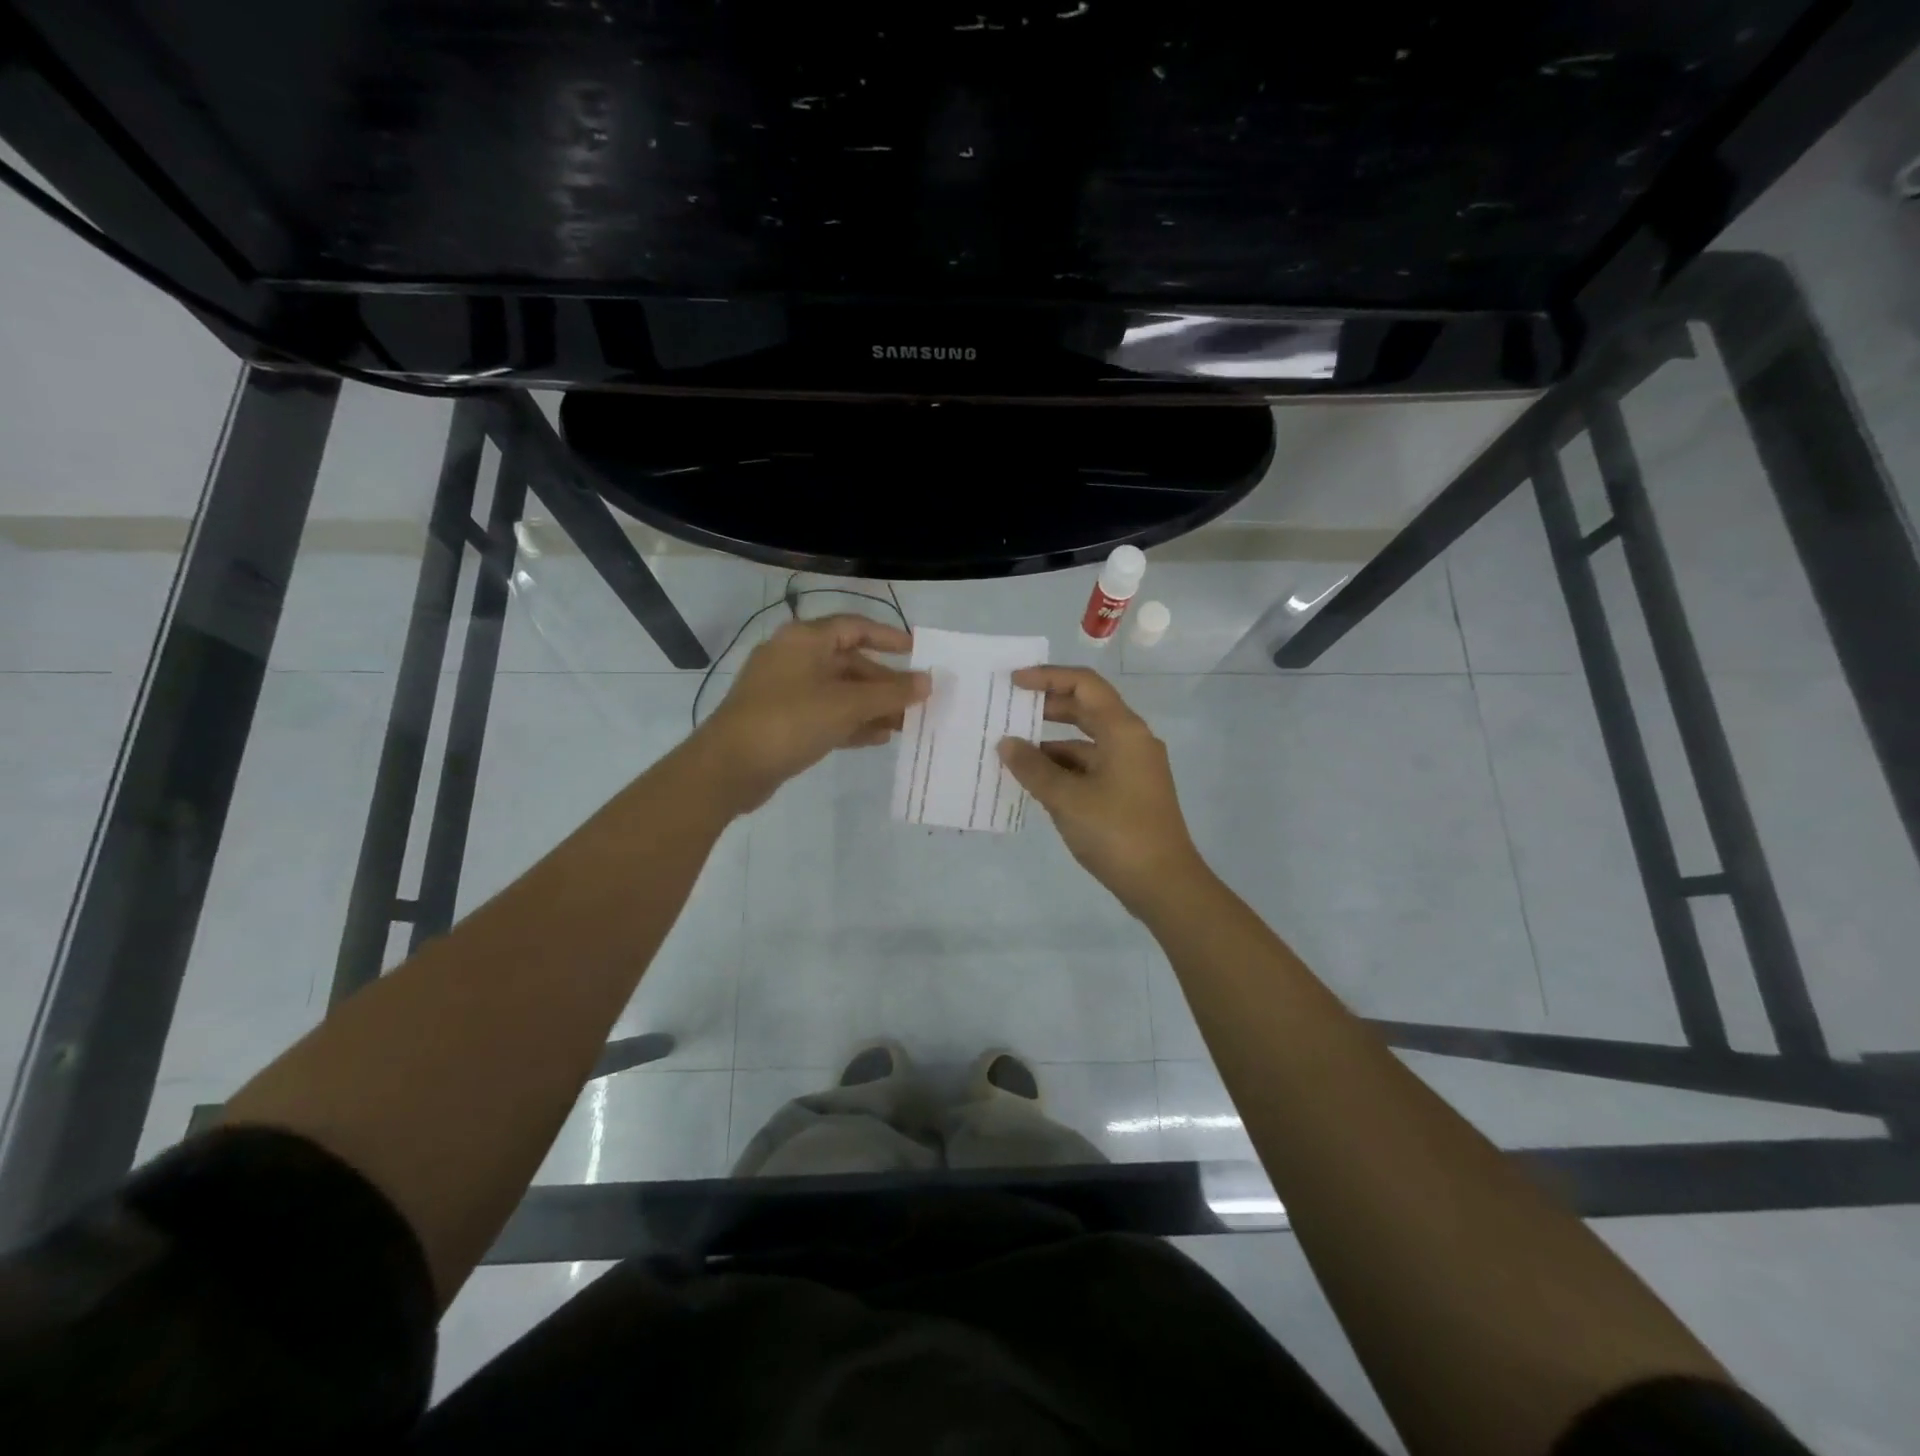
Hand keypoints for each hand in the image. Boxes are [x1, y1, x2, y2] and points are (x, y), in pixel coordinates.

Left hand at [694, 614, 928, 812]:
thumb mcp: (847, 705)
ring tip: (905, 724)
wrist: (729, 767)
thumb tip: (927, 681)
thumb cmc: (791, 721)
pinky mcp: (782, 720)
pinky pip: (825, 714)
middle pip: (849, 662)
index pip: (855, 627)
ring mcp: (785, 690)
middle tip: (917, 700)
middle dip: (884, 682)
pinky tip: (878, 737)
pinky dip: (851, 722)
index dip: (889, 637)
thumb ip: (890, 693)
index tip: (917, 651)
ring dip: (872, 706)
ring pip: (839, 691)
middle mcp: (794, 658)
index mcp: (805, 640)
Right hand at [997, 666, 1207, 914]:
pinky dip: (1063, 768)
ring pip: (1086, 741)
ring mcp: (1132, 767)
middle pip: (1086, 709)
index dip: (1047, 677)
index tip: (1013, 683)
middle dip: (1047, 707)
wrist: (1164, 884)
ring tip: (1012, 752)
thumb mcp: (1066, 798)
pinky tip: (1036, 782)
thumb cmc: (1116, 832)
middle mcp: (1131, 740)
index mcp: (1123, 730)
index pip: (1084, 685)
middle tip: (1009, 711)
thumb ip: (1033, 767)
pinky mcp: (1129, 791)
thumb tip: (1007, 744)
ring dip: (1051, 743)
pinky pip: (1091, 766)